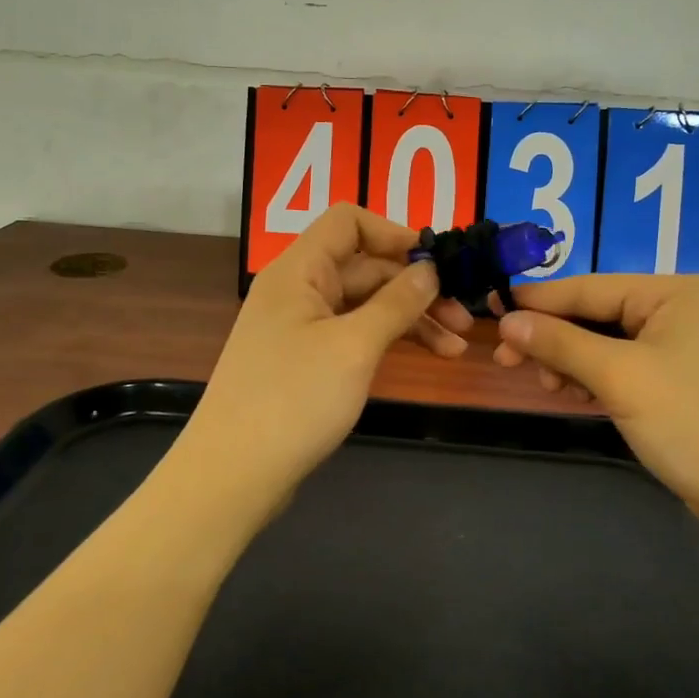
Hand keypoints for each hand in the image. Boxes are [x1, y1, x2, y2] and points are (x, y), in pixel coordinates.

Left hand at [185, 204, 473, 507]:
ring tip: (457, 347)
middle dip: (417, 287)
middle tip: (464, 319)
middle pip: (365, 267)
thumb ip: (396, 302)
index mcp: (300, 270)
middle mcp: (299, 289)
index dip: (395, 233)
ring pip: (366, 304)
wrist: (233, 475)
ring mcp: (302, 326)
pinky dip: (390, 340)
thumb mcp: (354, 346)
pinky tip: (427, 357)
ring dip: (412, 318)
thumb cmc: (293, 400)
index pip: (349, 221)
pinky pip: (355, 334)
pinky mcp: (307, 360)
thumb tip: (430, 269)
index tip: (437, 262)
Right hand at [493, 275, 698, 535]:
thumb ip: (561, 343)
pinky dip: (593, 378)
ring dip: (570, 361)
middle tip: (505, 361)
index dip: (538, 301)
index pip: (590, 287)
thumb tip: (506, 320)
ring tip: (545, 386)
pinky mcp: (678, 379)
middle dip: (553, 338)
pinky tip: (571, 393)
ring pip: (605, 342)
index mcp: (675, 291)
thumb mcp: (620, 378)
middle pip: (596, 313)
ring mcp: (682, 345)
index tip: (490, 310)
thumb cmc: (692, 425)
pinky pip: (622, 366)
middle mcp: (681, 309)